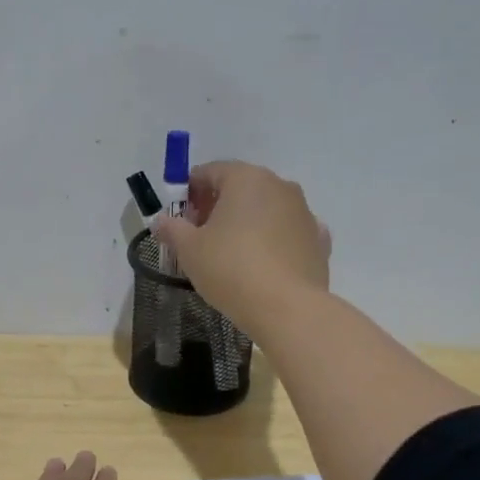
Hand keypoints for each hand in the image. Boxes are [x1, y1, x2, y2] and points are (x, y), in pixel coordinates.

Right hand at [152, 160, 330, 331]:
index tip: (181, 218)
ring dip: (248, 221)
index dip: (191, 192)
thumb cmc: (230, 269)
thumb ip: (172, 230)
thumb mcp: (189, 250)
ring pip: (268, 208)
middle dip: (219, 205)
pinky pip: (289, 231)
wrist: (286, 308)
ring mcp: (304, 212)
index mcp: (245, 179)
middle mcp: (279, 185)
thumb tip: (160, 221)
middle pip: (241, 187)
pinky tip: (265, 262)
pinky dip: (276, 239)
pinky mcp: (318, 239)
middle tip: (202, 236)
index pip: (211, 171)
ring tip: (233, 252)